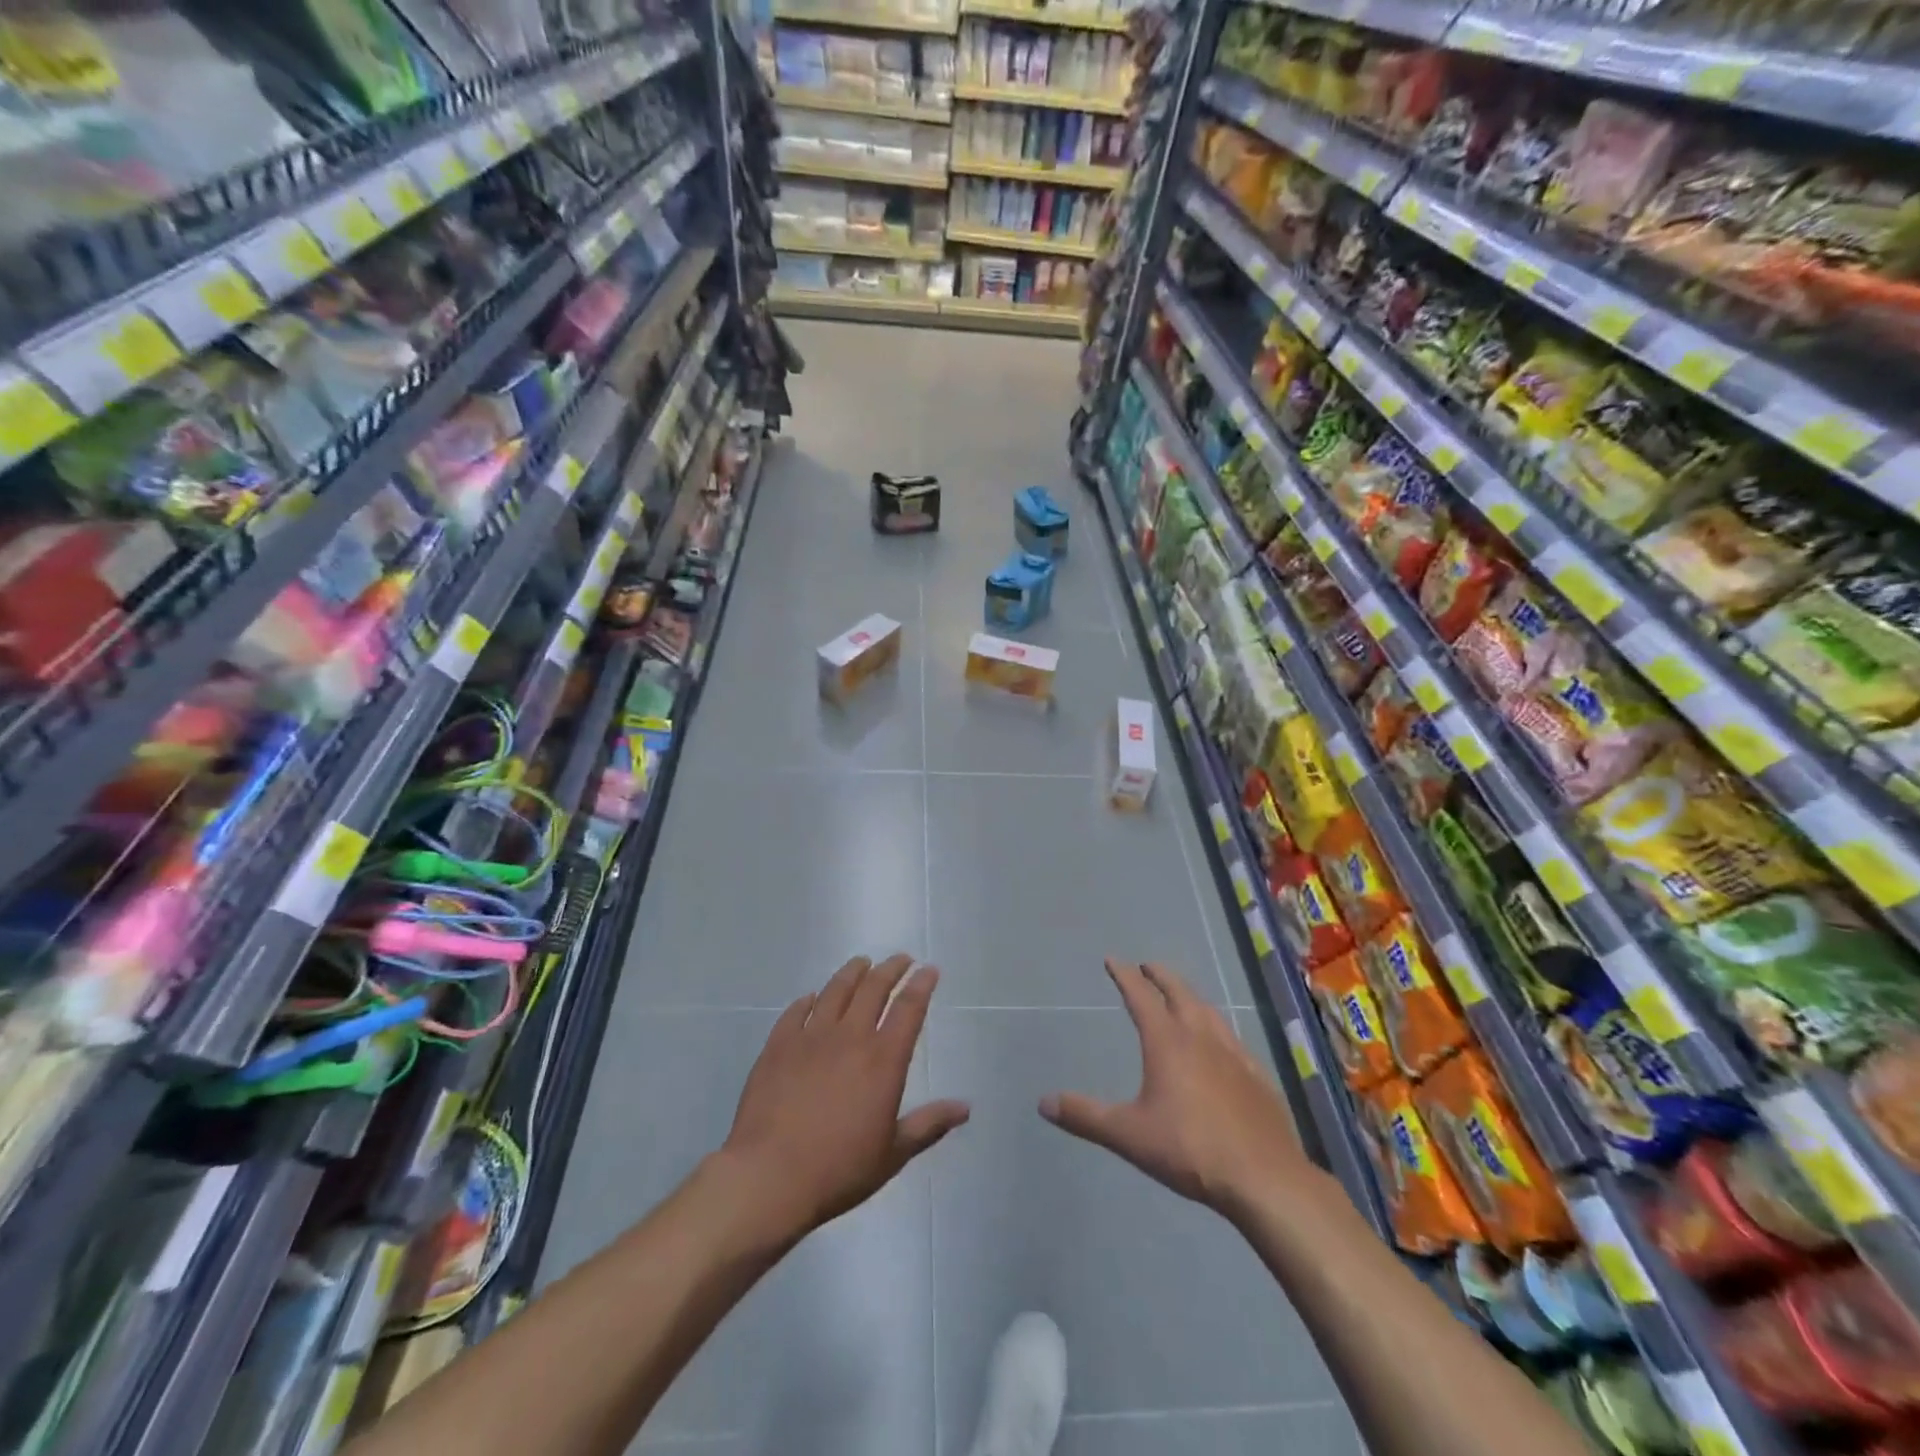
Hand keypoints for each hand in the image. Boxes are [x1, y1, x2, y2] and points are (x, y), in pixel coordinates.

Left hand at [720, 954, 968, 1238]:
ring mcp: (811, 1037)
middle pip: (874, 989)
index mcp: (883, 1060)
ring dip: (853, 973)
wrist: (769, 1177)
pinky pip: (796, 1011)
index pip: (908, 1008)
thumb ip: (928, 1125)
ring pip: (836, 990)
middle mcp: (850, 1037)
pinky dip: (809, 1000)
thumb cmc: (839, 1169)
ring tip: (862, 963)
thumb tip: (965, 1108)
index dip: (921, 985)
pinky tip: (812, 997)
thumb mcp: (893, 1154)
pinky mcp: (778, 1045)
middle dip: (891, 969)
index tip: (929, 970)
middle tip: (901, 959)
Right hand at [1040, 960, 1308, 1217]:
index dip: (1125, 976)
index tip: (1113, 960)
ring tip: (1182, 995)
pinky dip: (1217, 1026)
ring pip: (1208, 1011)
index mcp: (1167, 1043)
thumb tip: (1043, 1102)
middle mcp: (1201, 1038)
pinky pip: (1232, 1038)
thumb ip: (1085, 1116)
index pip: (1141, 998)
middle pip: (1179, 994)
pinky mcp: (1257, 1076)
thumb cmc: (1190, 1150)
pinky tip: (1222, 1041)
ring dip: (1190, 996)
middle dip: (1161, 976)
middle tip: (1148, 966)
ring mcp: (1234, 1055)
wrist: (1264, 1178)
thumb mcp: (1128, 1134)